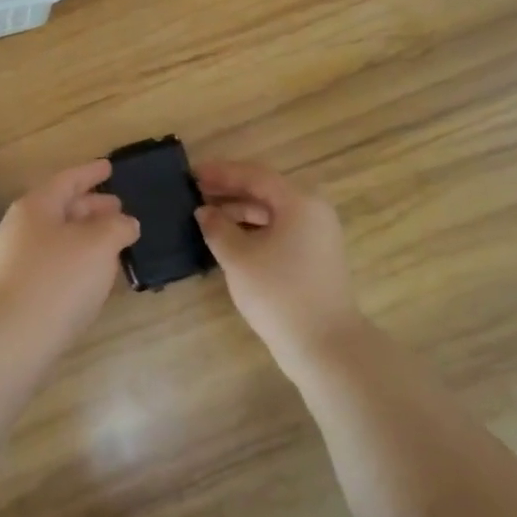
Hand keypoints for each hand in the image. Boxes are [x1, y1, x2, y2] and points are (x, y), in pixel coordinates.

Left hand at [0, 159, 139, 355]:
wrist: (14, 338)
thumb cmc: (59, 279)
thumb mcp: (99, 244)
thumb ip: (117, 227)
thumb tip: (126, 223)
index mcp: (37, 206)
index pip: (68, 179)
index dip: (91, 172)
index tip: (109, 166)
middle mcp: (23, 228)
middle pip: (61, 208)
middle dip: (92, 206)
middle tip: (119, 207)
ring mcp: (18, 260)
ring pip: (59, 237)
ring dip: (87, 235)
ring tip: (114, 240)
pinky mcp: (22, 290)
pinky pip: (55, 262)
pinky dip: (78, 259)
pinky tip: (96, 273)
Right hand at [194, 160, 365, 358]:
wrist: (324, 344)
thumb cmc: (279, 293)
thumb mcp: (239, 258)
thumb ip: (217, 228)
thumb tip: (205, 212)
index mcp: (299, 203)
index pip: (255, 175)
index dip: (222, 173)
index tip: (192, 174)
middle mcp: (313, 212)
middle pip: (266, 191)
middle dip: (229, 191)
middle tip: (195, 192)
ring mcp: (318, 236)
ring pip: (273, 213)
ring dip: (240, 211)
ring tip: (207, 216)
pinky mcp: (315, 257)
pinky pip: (280, 231)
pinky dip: (254, 230)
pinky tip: (230, 239)